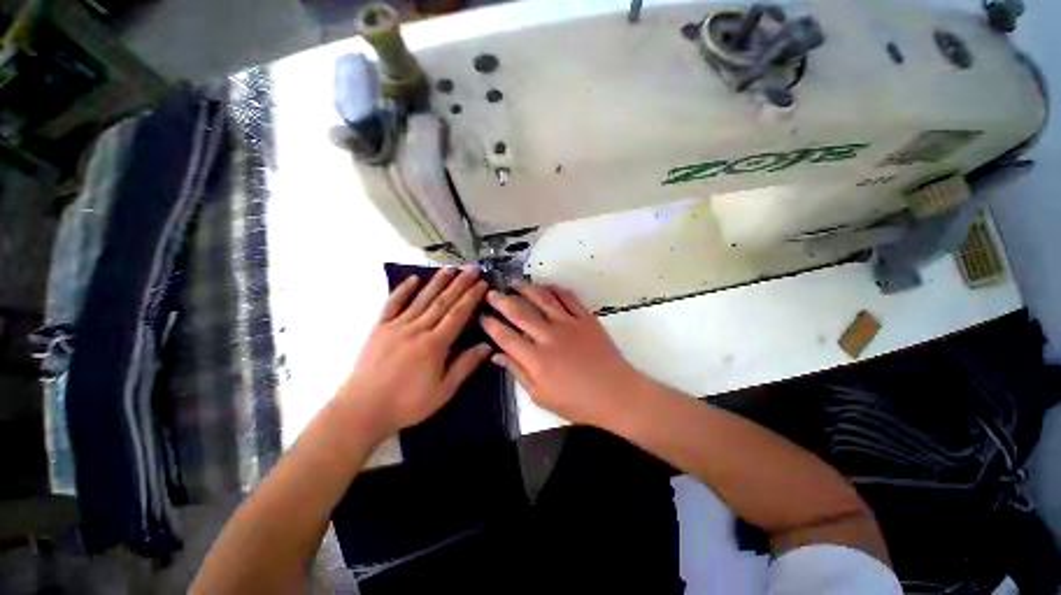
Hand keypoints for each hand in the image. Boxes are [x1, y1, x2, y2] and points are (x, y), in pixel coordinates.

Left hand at [339, 267, 490, 438]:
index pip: (458, 314)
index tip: (482, 283)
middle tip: (472, 268)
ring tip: (449, 268)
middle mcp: (417, 329)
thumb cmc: (407, 403)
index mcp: (435, 344)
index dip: (471, 297)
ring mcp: (396, 326)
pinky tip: (413, 279)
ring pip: (421, 299)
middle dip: (460, 284)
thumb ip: (465, 366)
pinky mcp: (379, 328)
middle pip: (443, 302)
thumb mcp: (443, 391)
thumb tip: (487, 346)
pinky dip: (403, 290)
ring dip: (437, 282)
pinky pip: (393, 304)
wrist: (362, 409)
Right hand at [480, 281, 645, 426]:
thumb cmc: (577, 402)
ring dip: (525, 288)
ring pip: (542, 299)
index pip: (505, 336)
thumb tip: (496, 356)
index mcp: (535, 359)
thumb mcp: (541, 396)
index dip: (490, 324)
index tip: (481, 315)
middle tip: (490, 292)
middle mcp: (548, 336)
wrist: (615, 393)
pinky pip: (568, 297)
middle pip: (519, 312)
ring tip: (513, 282)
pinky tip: (545, 286)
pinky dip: (554, 289)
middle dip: (501, 301)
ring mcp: (568, 323)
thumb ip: (517, 372)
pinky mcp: (585, 318)